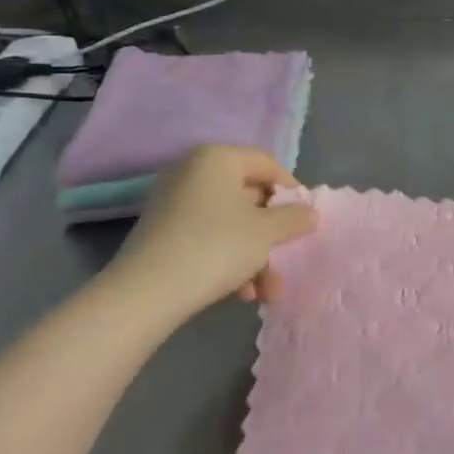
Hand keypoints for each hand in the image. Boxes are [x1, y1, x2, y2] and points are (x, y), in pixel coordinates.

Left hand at [101, 146, 316, 325]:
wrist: (145, 294)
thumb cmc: (216, 246)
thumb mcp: (266, 232)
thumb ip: (293, 218)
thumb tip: (309, 212)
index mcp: (217, 159)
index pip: (266, 164)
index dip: (291, 190)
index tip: (305, 218)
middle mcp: (192, 173)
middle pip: (248, 198)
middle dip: (272, 236)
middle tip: (287, 259)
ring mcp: (173, 204)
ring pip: (230, 224)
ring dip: (255, 257)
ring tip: (267, 292)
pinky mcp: (162, 234)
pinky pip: (207, 239)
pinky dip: (228, 261)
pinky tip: (242, 293)